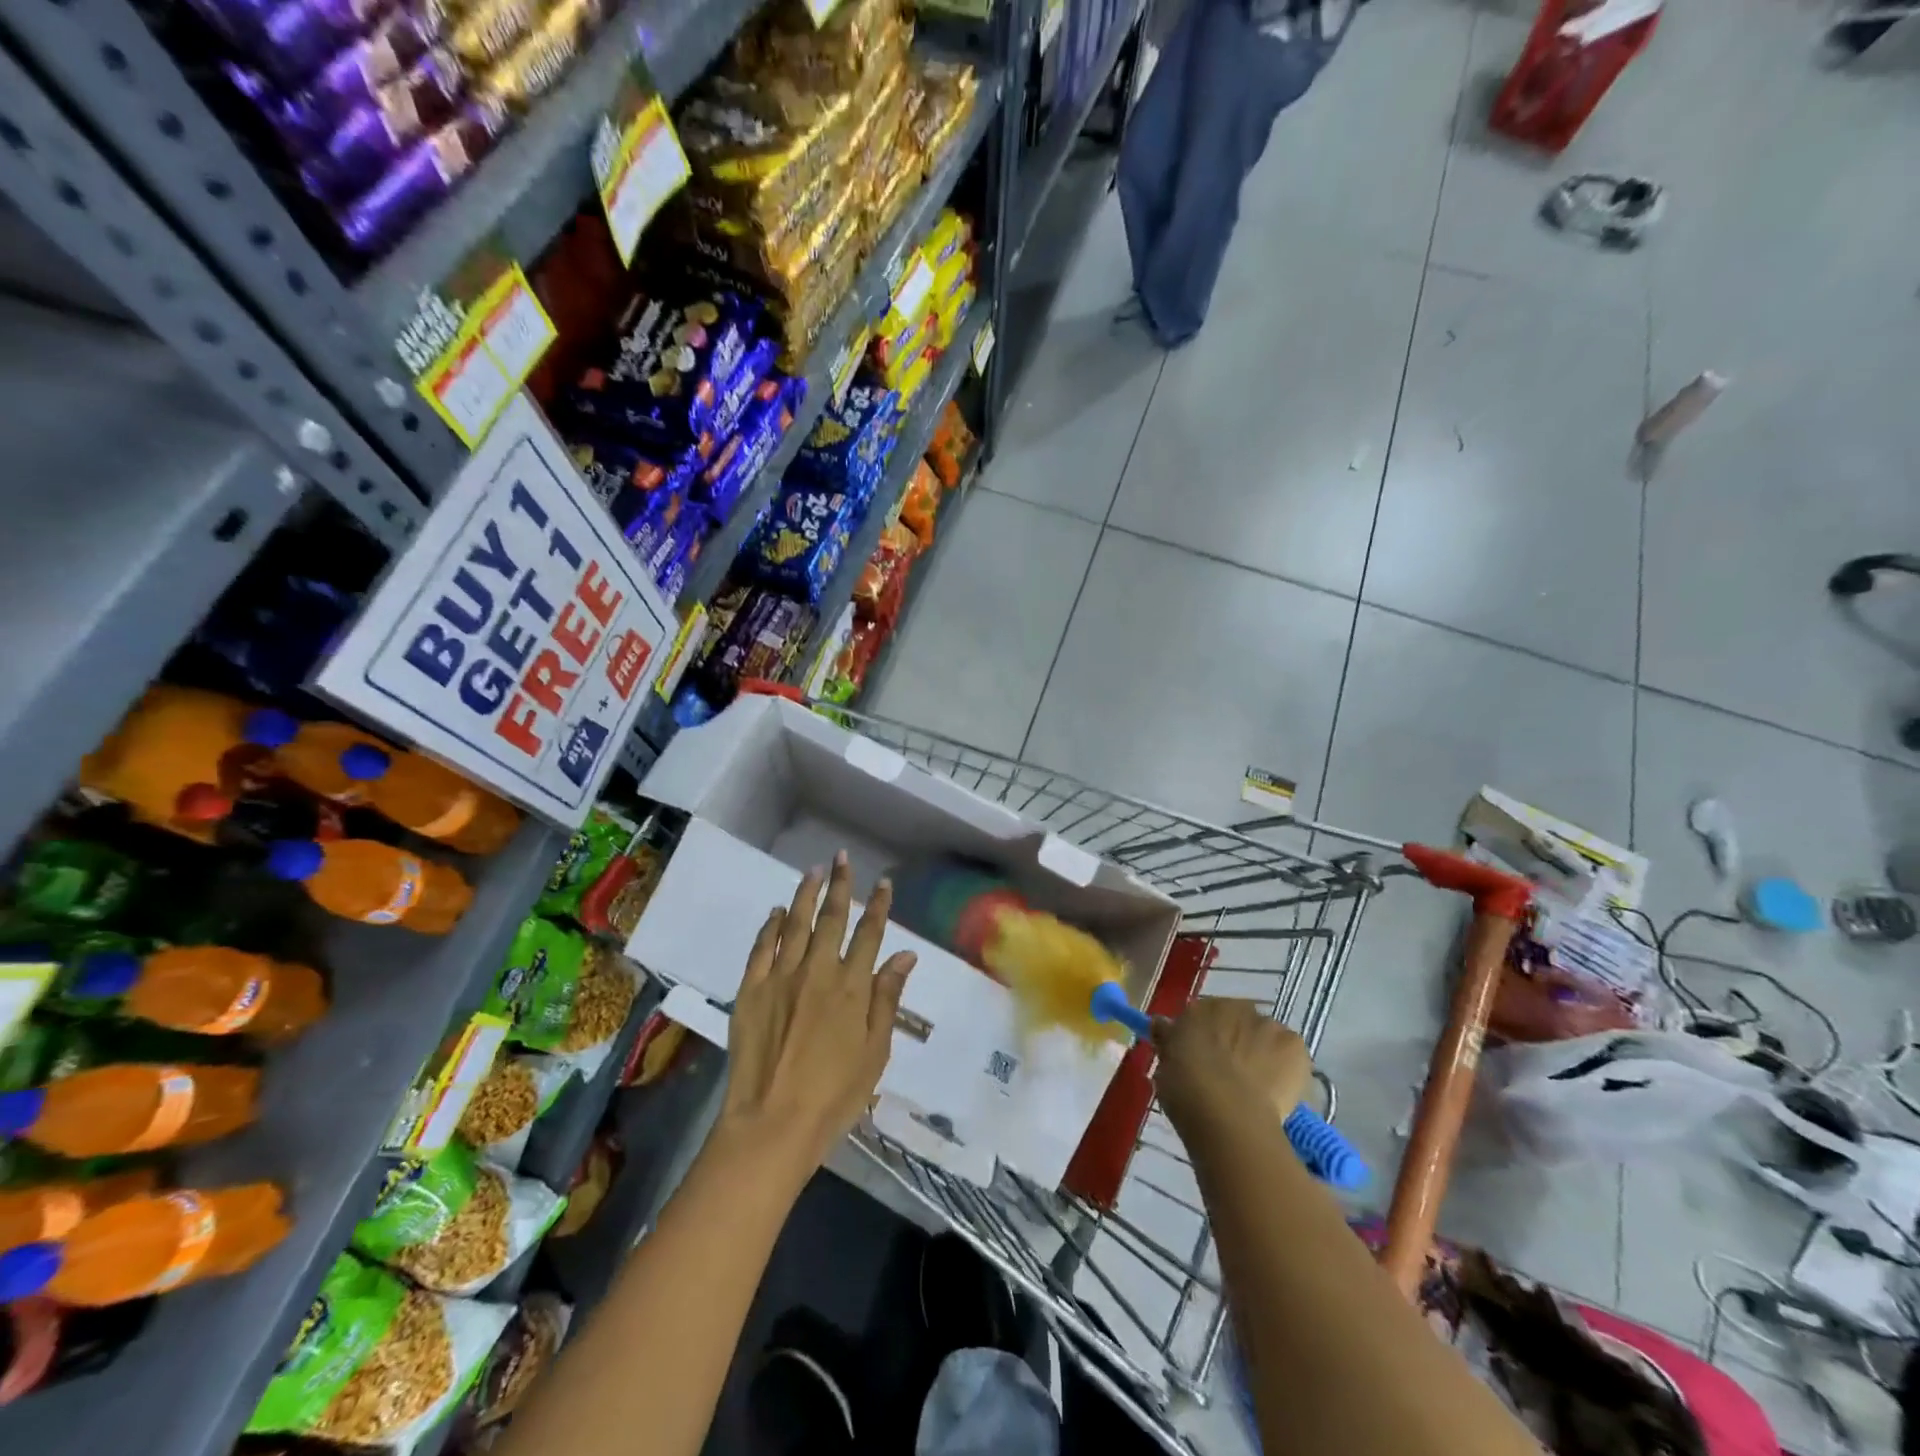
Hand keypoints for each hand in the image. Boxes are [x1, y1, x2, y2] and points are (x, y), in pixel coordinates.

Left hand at [716, 853, 916, 1177]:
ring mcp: (781, 977)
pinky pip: (761, 948)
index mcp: (852, 986)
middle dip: (840, 885)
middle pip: (832, 918)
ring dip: (805, 895)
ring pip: (795, 924)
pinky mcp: (751, 990)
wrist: (772, 1123)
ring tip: (812, 872)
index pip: (869, 934)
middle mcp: (818, 971)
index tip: (883, 882)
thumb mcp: (875, 1051)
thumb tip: (905, 956)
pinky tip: (775, 913)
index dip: (878, 905)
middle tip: (840, 858)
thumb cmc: (835, 1095)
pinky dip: (769, 927)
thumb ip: (887, 999)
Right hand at [1153, 998, 1311, 1142]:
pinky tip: (1277, 1092)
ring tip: (1255, 1089)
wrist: (1229, 1116)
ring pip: (1264, 1037)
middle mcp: (1234, 1007)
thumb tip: (1162, 1024)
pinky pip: (1289, 1054)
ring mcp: (1267, 1024)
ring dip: (1260, 1053)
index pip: (1201, 1016)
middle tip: (1227, 1074)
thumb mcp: (1165, 1066)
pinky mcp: (1294, 1045)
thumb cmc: (1187, 1091)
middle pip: (1236, 1022)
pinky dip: (1286, 1068)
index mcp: (1199, 1009)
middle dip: (1233, 1041)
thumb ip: (1167, 1041)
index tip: (1201, 1060)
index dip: (1202, 1038)